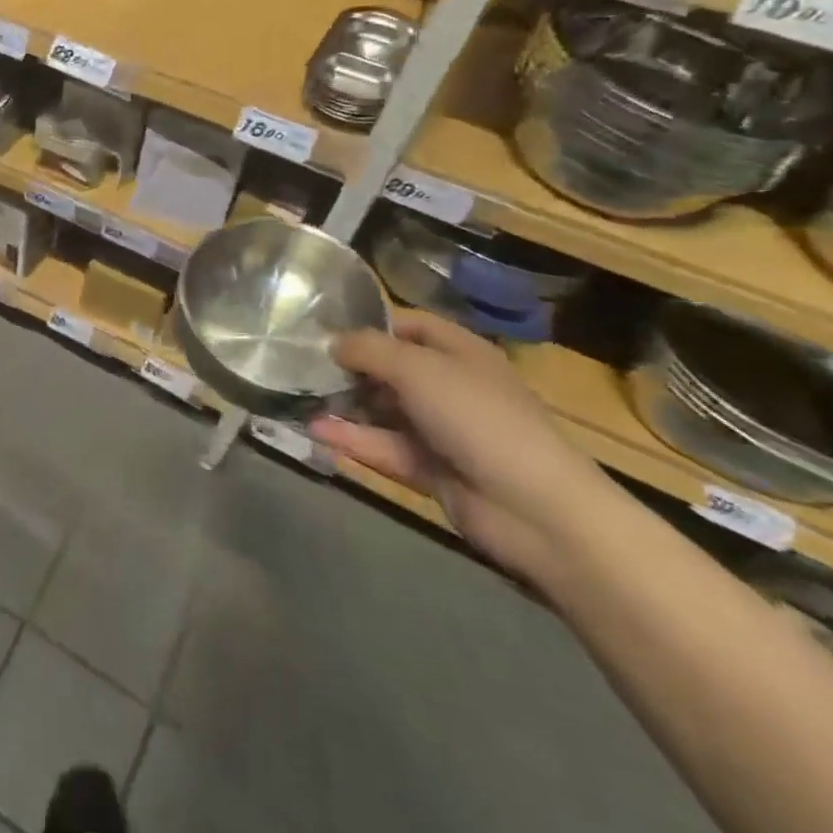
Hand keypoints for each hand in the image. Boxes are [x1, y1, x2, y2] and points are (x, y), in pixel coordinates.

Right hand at [308, 310, 611, 580]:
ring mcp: (440, 430)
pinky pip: (383, 447)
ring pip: (382, 410)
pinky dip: (351, 439)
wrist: (536, 511)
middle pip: (389, 368)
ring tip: (296, 396)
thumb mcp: (417, 368)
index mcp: (459, 352)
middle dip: (347, 365)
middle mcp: (449, 386)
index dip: (369, 322)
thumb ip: (367, 349)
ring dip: (343, 404)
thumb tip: (331, 343)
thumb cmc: (479, 418)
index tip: (321, 325)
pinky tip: (313, 430)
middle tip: (299, 363)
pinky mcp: (429, 469)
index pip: (408, 325)